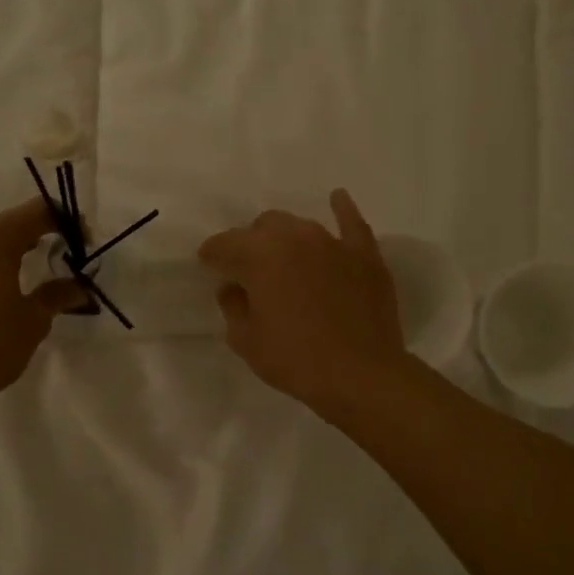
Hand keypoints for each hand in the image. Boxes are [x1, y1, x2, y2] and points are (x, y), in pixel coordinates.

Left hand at [0, 199, 84, 417]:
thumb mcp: (32, 322)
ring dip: (1, 252)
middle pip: (6, 223)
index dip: (65, 221)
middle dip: (33, 236)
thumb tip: (77, 286)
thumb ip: (56, 295)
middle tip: (53, 261)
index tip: (81, 244)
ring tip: (17, 280)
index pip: (38, 211)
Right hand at [198, 190, 408, 418]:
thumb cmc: (295, 360)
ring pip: (300, 225)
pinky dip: (342, 210)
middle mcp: (294, 238)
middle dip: (251, 244)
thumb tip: (233, 288)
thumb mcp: (246, 340)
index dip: (212, 255)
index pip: (225, 244)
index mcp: (259, 256)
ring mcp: (332, 243)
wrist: (360, 375)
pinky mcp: (364, 255)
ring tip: (286, 257)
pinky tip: (337, 199)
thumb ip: (233, 306)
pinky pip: (351, 223)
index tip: (209, 266)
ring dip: (286, 237)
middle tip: (251, 271)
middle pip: (263, 227)